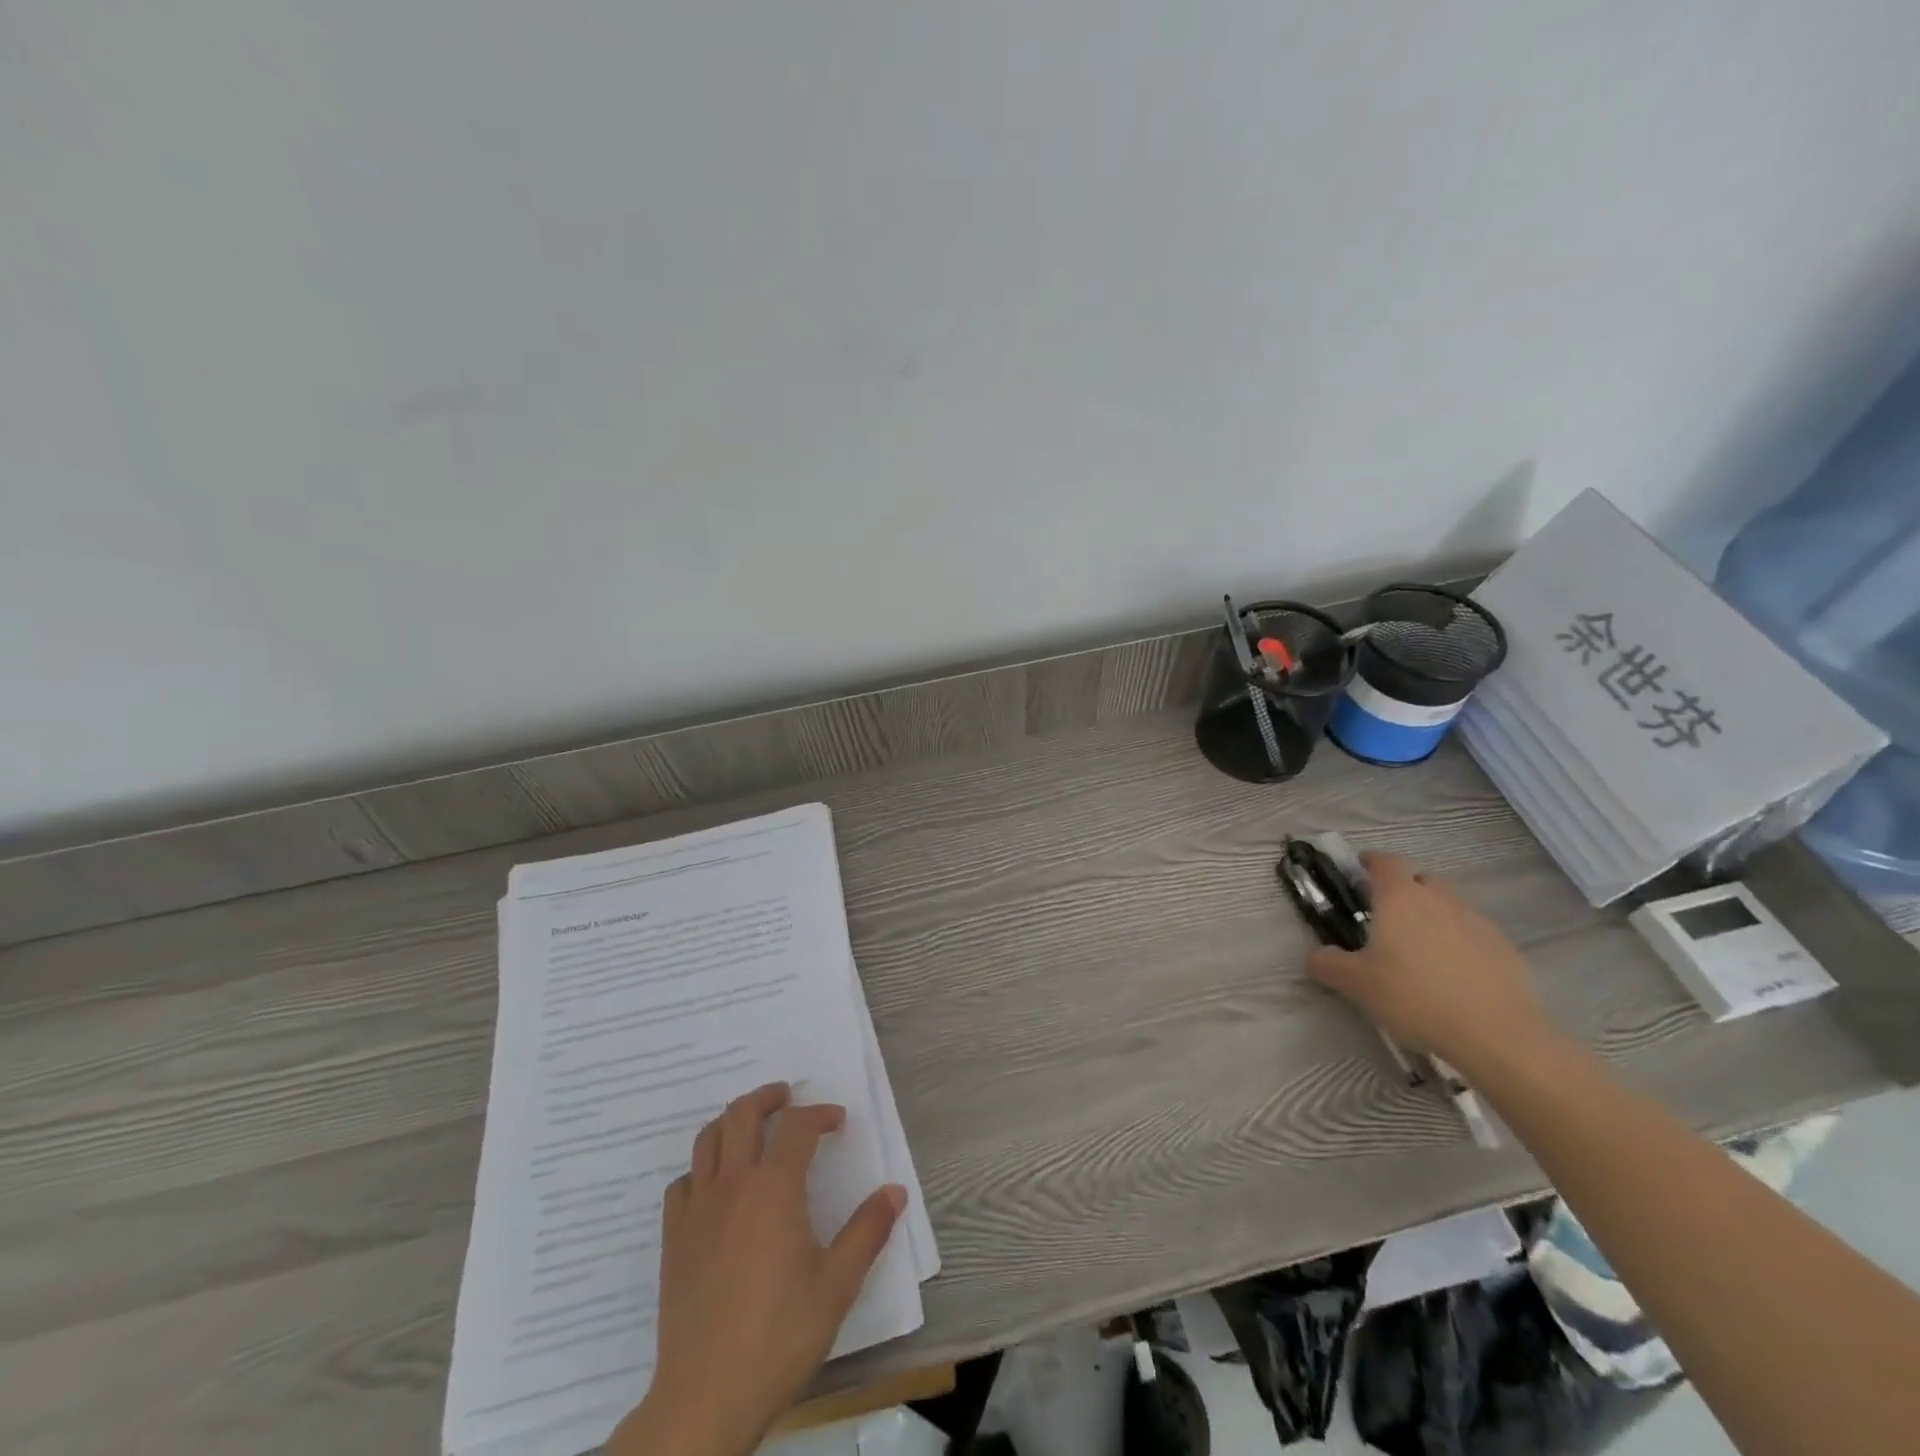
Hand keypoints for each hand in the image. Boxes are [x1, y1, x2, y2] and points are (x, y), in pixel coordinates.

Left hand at [610, 1083, 905, 1455]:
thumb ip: (868, 1230)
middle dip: (768, 1097)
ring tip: (751, 1127)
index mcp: (775, 1187)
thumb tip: (895, 1191)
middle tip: (787, 1097)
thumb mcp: (838, 1284)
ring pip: (708, 1138)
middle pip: (743, 1114)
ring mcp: (697, 1208)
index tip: (838, 1122)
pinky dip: (702, 1168)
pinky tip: (715, 1186)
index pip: (798, 1126)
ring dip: (732, 1121)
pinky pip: (683, 1181)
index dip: (820, 1114)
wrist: (706, 1394)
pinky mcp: (673, 1237)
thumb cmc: (780, 1334)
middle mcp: (733, 1183)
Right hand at [1305, 852, 1548, 1070]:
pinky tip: (1454, 975)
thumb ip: (1327, 964)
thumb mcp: (1355, 984)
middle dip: (1403, 890)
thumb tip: (1316, 957)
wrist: (1497, 1036)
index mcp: (1400, 898)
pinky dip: (1460, 943)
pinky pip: (1474, 934)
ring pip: (1449, 906)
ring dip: (1433, 916)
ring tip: (1420, 950)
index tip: (1358, 872)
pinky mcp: (1505, 950)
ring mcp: (1477, 923)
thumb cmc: (1414, 997)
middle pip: (1420, 879)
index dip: (1369, 862)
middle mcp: (1439, 900)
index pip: (1384, 861)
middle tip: (1386, 917)